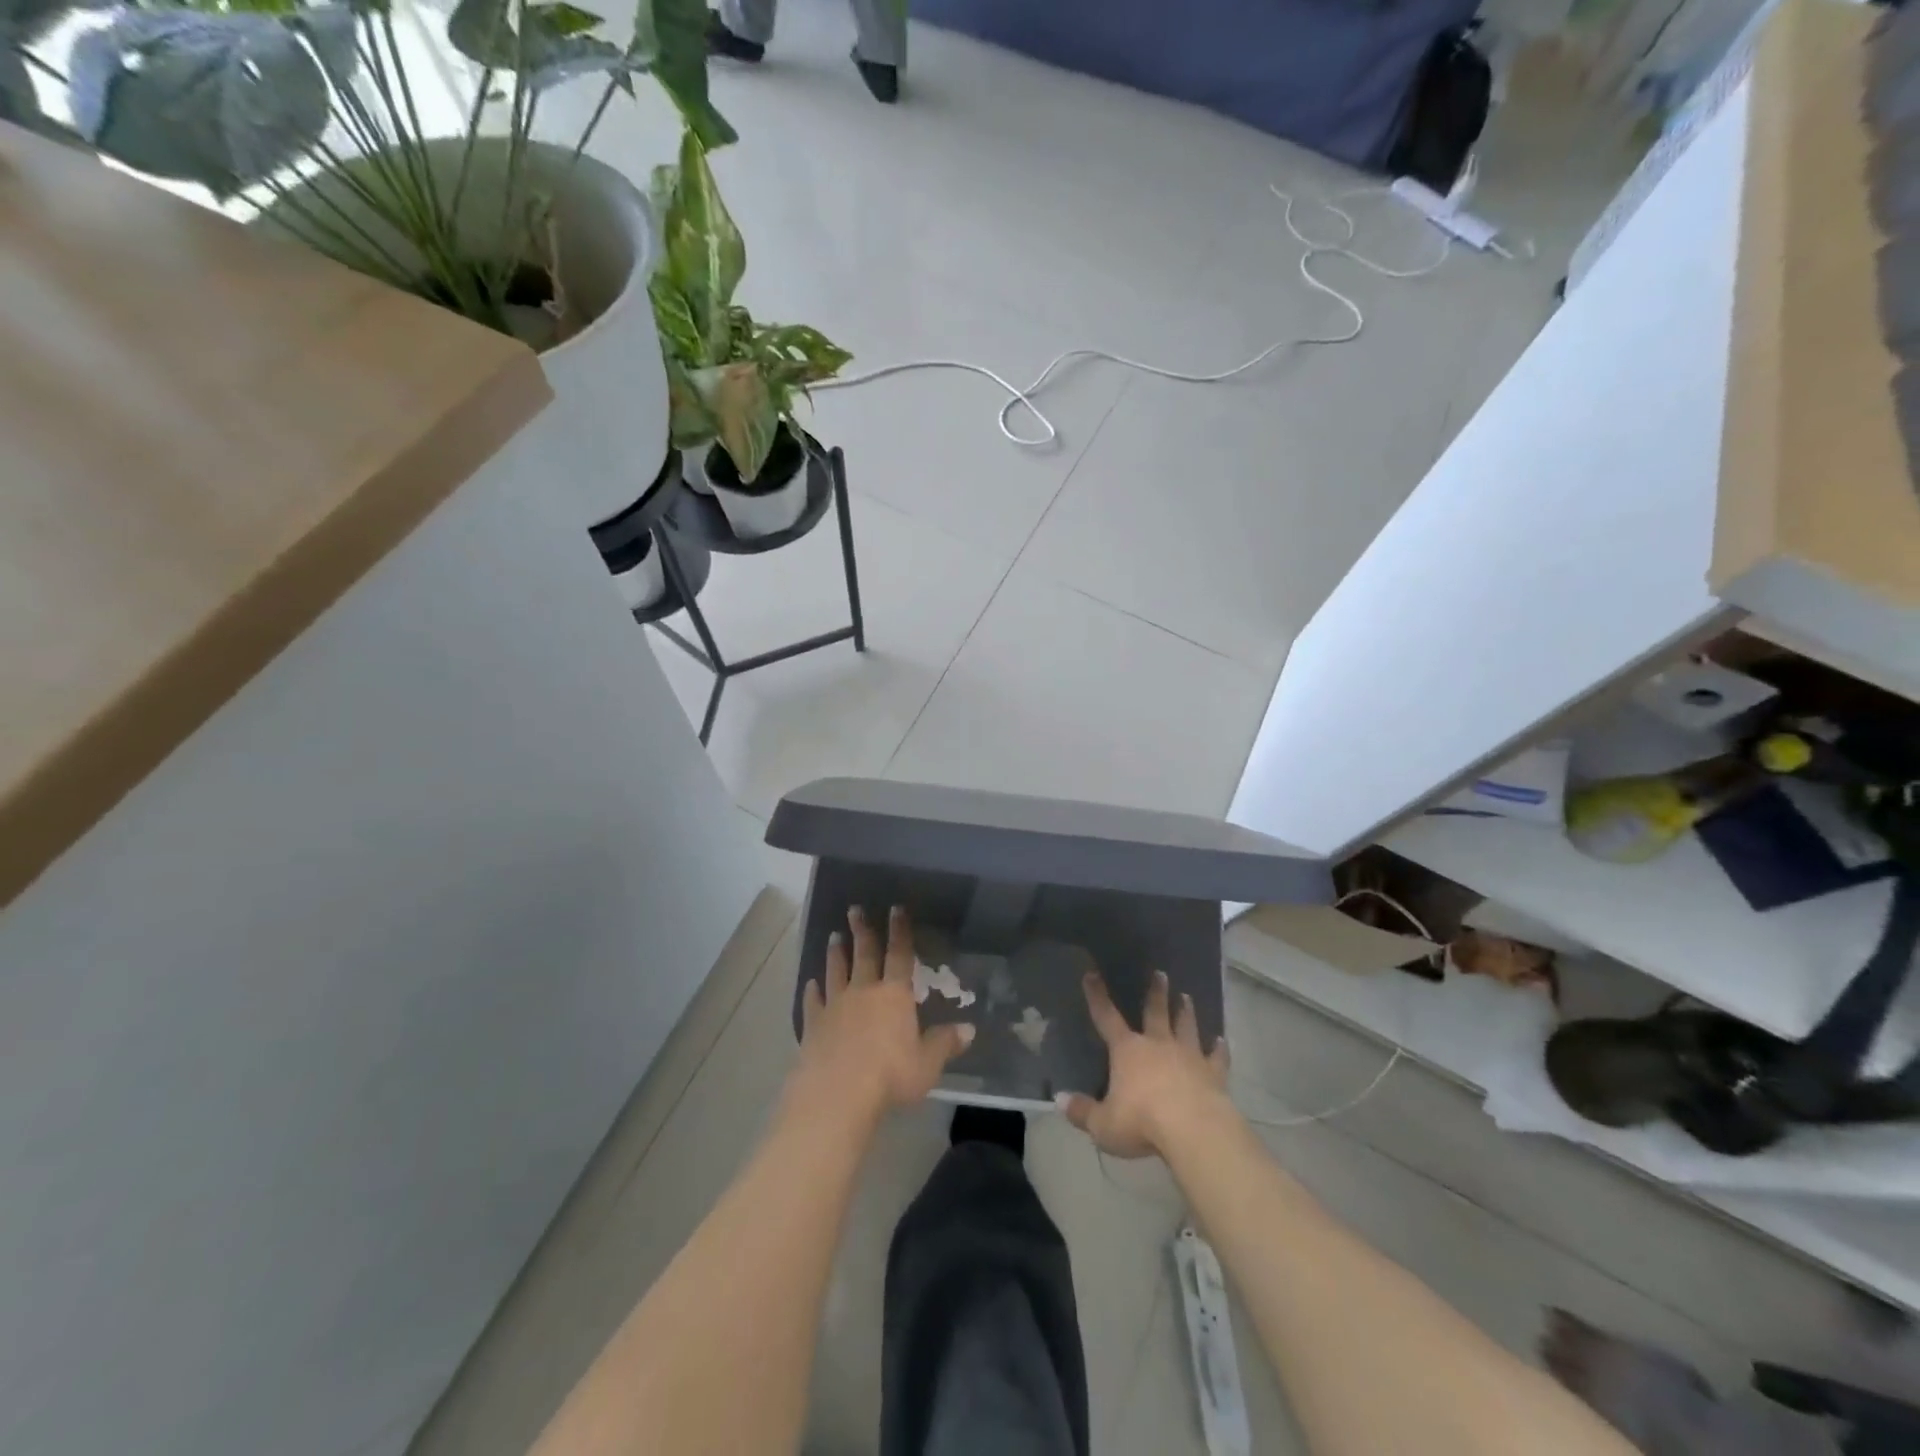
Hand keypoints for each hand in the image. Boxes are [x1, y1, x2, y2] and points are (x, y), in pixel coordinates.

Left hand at [788, 905, 974, 1125]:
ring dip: (836, 953)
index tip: (895, 909)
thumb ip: (945, 1043)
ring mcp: (835, 1006)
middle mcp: (864, 991)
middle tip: (854, 910)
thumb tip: (969, 1029)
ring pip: (836, 971)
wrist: (837, 1093)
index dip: (899, 931)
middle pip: (863, 954)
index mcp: (894, 995)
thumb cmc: (890, 1076)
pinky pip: (813, 1002)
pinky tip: (810, 983)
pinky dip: (812, 991)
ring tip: (834, 936)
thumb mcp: (927, 1063)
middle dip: (861, 930)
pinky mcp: (813, 1025)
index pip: (899, 954)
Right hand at [1059, 969, 1231, 1158]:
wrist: (1193, 1130)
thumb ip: (1083, 1112)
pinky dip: (1219, 1048)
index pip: (1106, 1018)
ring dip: (1185, 1012)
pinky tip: (1222, 1040)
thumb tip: (1060, 1100)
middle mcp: (1158, 1045)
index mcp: (1127, 1051)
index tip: (1092, 974)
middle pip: (1156, 1012)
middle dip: (1156, 993)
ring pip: (1186, 1026)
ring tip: (1186, 996)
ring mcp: (1188, 1056)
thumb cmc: (1142, 1123)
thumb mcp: (1103, 1124)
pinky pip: (1216, 1057)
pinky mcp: (1213, 1073)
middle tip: (1160, 973)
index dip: (1097, 996)